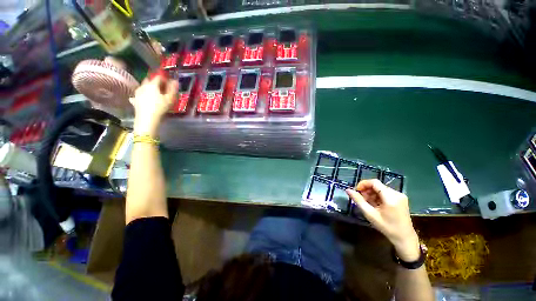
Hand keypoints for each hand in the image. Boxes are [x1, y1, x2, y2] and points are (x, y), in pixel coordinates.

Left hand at [130, 75, 177, 135]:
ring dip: (149, 88)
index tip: (169, 84)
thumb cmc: (160, 107)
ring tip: (155, 95)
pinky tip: (146, 100)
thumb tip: (175, 81)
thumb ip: (172, 89)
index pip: (159, 77)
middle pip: (149, 80)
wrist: (147, 119)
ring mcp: (137, 92)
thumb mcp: (170, 99)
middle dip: (155, 82)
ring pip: (143, 86)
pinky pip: (139, 94)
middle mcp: (143, 86)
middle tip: (162, 89)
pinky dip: (143, 95)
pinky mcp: (134, 99)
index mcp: (152, 84)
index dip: (165, 79)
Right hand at [346, 179, 419, 261]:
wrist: (404, 238)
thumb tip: (348, 190)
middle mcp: (397, 194)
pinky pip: (386, 192)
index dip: (363, 184)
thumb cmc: (386, 227)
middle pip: (377, 185)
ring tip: (367, 203)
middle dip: (367, 190)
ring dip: (372, 193)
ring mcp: (400, 196)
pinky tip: (375, 204)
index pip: (374, 182)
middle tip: (361, 199)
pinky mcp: (401, 198)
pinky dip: (378, 196)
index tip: (356, 191)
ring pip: (381, 188)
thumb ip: (358, 200)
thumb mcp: (370, 214)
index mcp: (391, 197)